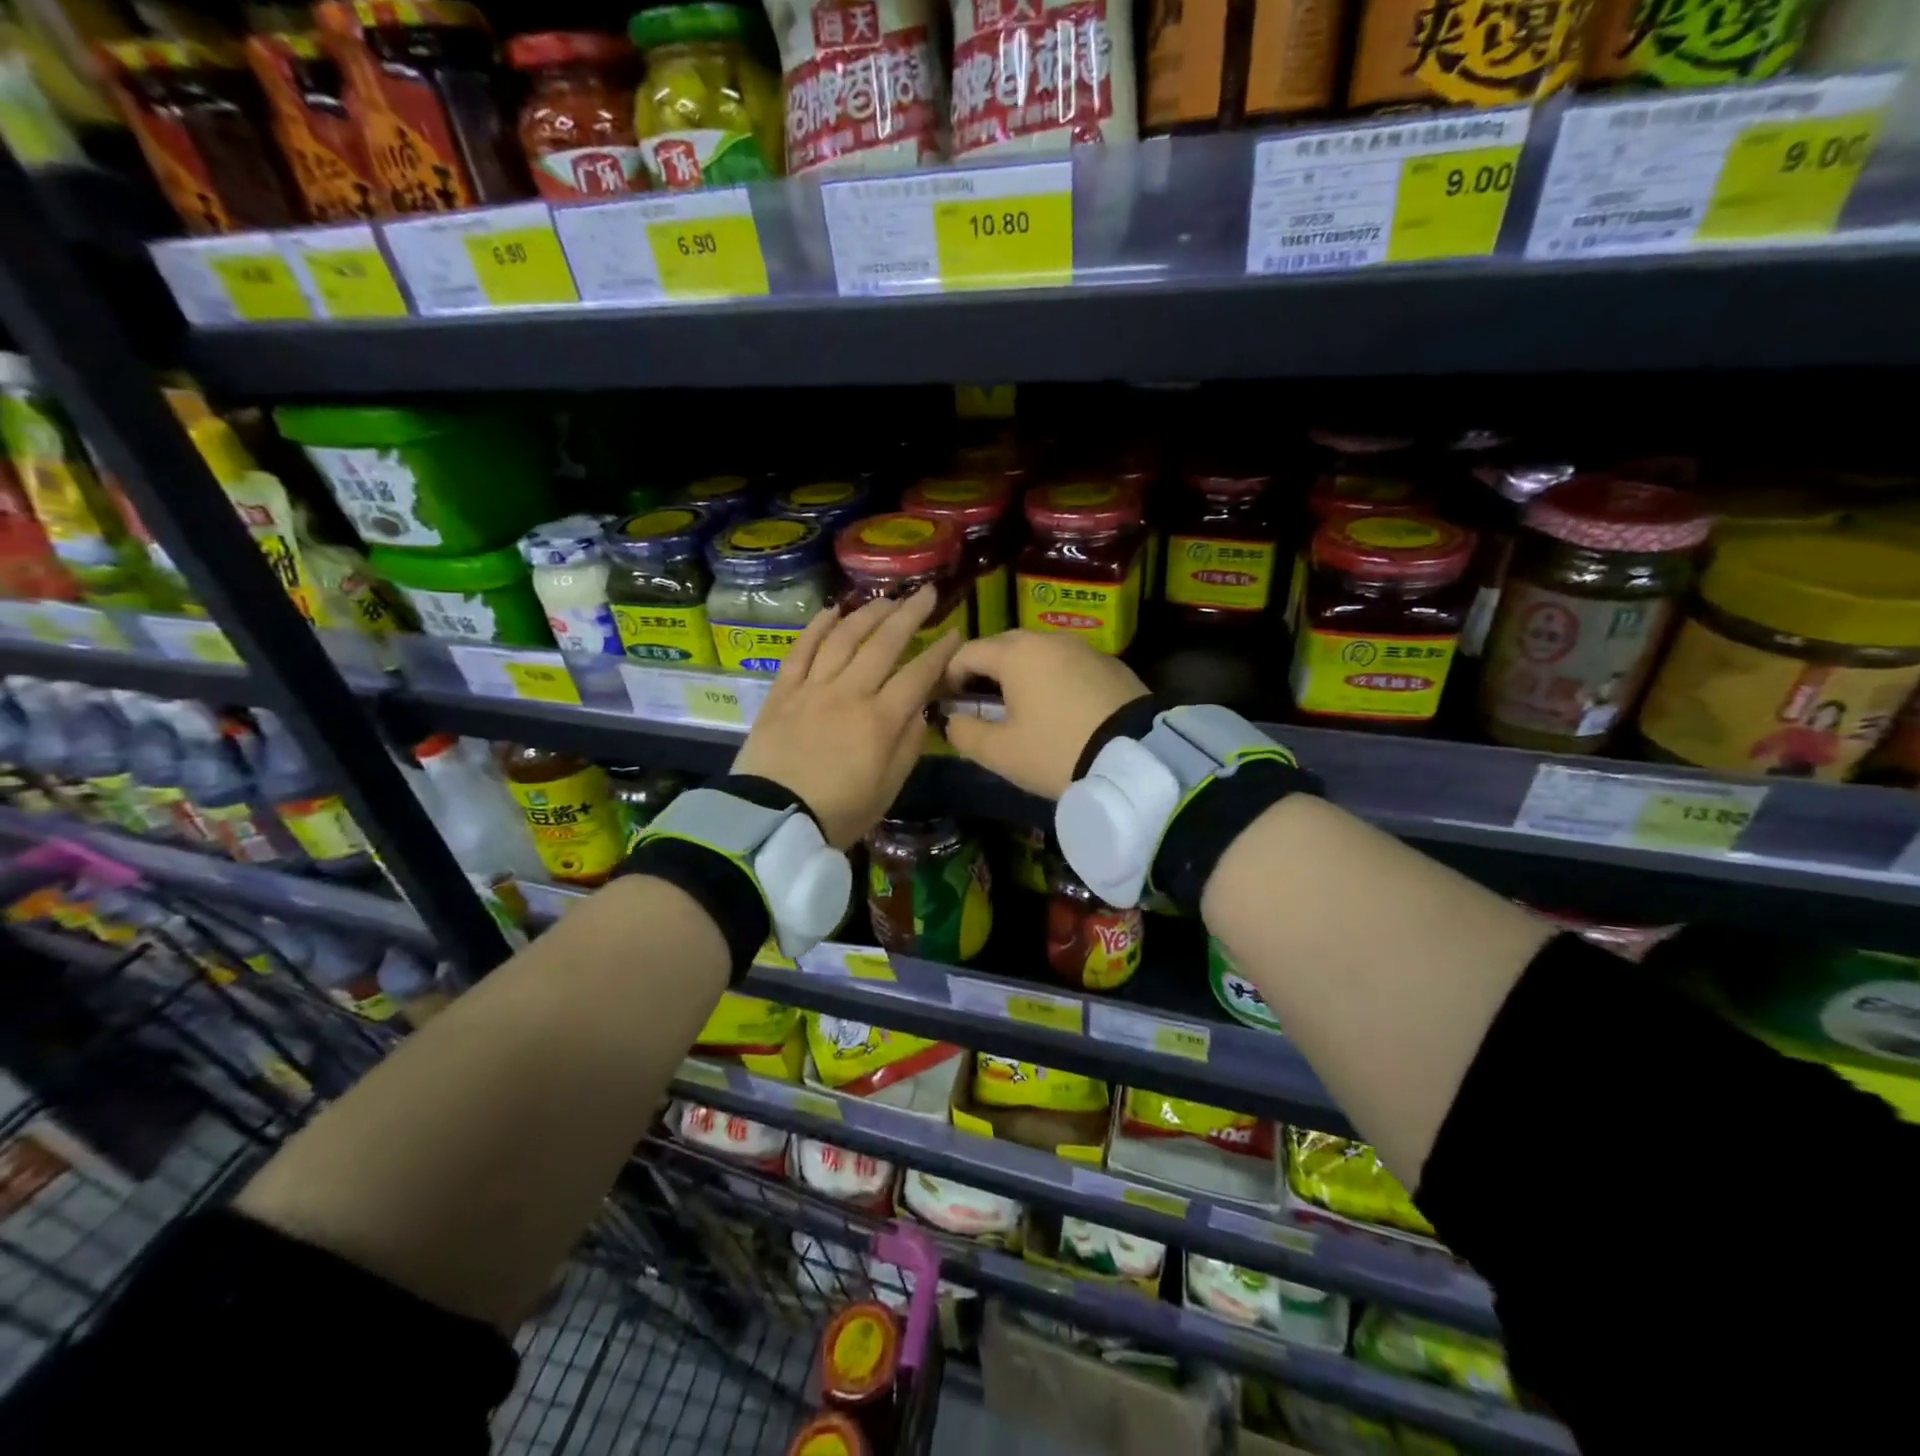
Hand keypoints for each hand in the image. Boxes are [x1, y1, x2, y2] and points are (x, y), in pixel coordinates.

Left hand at [733, 586, 962, 847]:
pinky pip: (801, 650)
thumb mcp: (888, 787)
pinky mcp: (783, 691)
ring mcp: (813, 688)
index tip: (955, 633)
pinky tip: (833, 611)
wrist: (773, 820)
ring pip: (844, 638)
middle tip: (927, 593)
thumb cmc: (839, 812)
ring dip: (868, 613)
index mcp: (881, 720)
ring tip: (886, 599)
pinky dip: (817, 627)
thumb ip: (908, 744)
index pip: (919, 675)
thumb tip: (918, 709)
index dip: (941, 652)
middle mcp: (850, 692)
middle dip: (910, 614)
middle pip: (884, 643)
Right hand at [939, 631, 1149, 798]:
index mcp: (1015, 653)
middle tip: (979, 706)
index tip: (944, 703)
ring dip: (1020, 676)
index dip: (948, 677)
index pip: (966, 653)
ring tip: (1018, 710)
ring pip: (1038, 655)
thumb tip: (953, 720)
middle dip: (983, 673)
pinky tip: (1058, 712)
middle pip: (1003, 648)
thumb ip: (964, 732)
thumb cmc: (1055, 750)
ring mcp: (1083, 649)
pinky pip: (1067, 666)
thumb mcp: (1000, 752)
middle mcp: (1048, 639)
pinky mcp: (1110, 665)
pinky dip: (1052, 681)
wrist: (1134, 758)